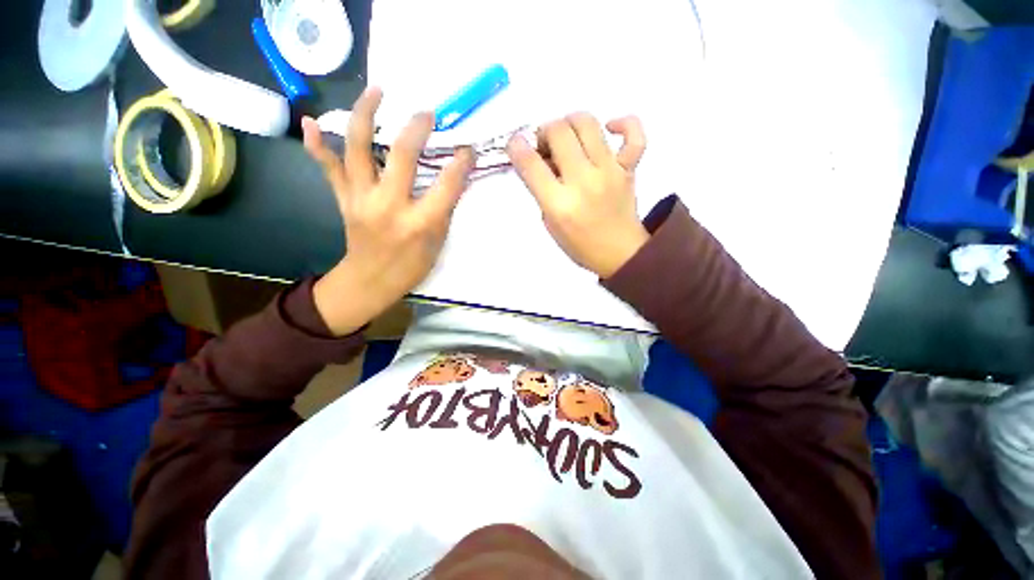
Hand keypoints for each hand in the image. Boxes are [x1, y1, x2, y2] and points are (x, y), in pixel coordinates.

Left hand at [302, 87, 474, 335]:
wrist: (370, 281)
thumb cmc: (411, 267)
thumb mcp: (437, 243)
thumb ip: (444, 209)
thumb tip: (452, 179)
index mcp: (420, 223)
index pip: (447, 184)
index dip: (461, 163)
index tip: (468, 148)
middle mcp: (390, 206)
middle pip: (403, 155)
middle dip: (418, 128)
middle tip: (427, 113)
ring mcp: (361, 200)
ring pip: (359, 149)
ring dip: (366, 114)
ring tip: (377, 91)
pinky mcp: (344, 200)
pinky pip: (328, 168)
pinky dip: (317, 145)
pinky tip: (309, 122)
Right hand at [505, 113, 648, 277]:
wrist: (620, 254)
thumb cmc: (580, 245)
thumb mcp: (550, 223)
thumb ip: (543, 191)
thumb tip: (541, 159)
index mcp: (559, 204)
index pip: (531, 164)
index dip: (517, 147)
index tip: (515, 143)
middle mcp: (584, 182)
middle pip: (559, 132)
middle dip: (544, 131)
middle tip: (545, 145)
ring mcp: (610, 172)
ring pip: (588, 123)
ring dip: (570, 122)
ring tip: (568, 137)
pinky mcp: (630, 168)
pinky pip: (634, 134)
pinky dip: (623, 123)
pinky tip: (609, 128)